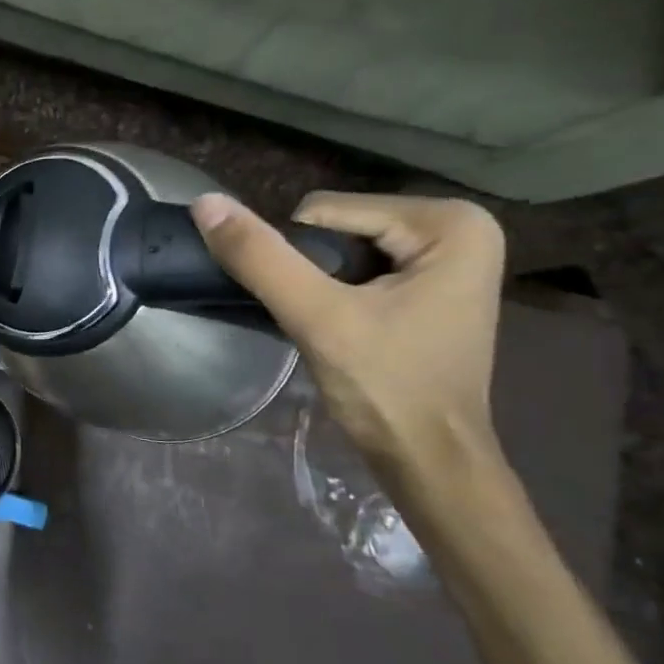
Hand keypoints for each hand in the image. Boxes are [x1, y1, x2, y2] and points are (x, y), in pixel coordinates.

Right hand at [192, 192, 508, 494]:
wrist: (430, 461)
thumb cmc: (387, 387)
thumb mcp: (317, 317)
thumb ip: (260, 257)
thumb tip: (204, 202)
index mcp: (449, 222)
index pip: (322, 212)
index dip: (299, 259)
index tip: (317, 308)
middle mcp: (459, 226)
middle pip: (335, 225)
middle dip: (313, 269)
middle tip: (324, 319)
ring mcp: (449, 256)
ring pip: (341, 245)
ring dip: (320, 282)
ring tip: (332, 325)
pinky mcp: (432, 283)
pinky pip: (359, 265)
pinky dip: (337, 291)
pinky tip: (345, 326)